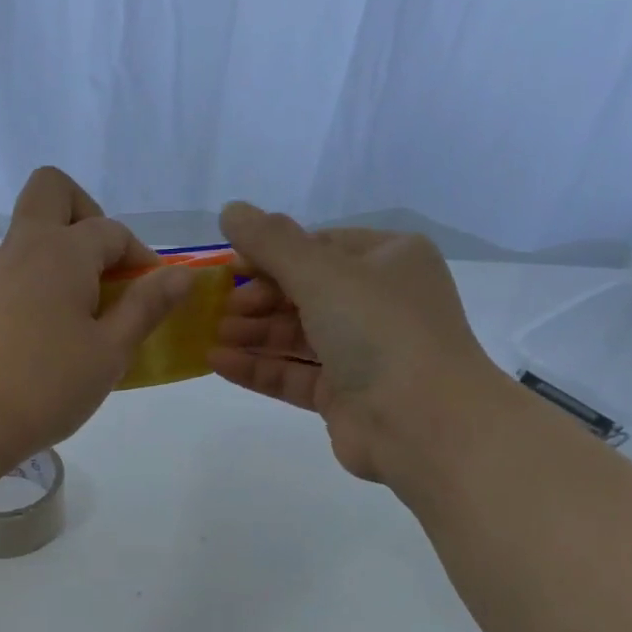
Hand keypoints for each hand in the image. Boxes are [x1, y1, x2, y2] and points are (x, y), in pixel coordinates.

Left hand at [0, 167, 192, 467]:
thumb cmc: (49, 386)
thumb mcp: (111, 352)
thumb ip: (147, 307)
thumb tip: (182, 273)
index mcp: (64, 252)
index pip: (113, 233)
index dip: (141, 259)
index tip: (156, 297)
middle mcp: (23, 247)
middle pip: (53, 191)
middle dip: (87, 216)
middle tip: (105, 269)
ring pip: (17, 227)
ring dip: (47, 246)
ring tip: (66, 294)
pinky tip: (11, 295)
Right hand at [209, 202, 496, 481]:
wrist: (421, 422)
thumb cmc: (379, 330)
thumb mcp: (323, 273)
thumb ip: (272, 243)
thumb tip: (231, 209)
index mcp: (389, 260)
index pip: (321, 247)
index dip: (272, 254)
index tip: (230, 267)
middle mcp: (378, 303)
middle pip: (305, 293)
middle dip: (258, 300)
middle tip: (217, 308)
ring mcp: (361, 353)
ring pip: (297, 337)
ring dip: (253, 335)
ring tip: (210, 337)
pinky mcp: (342, 396)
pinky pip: (294, 374)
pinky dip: (259, 368)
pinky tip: (219, 364)